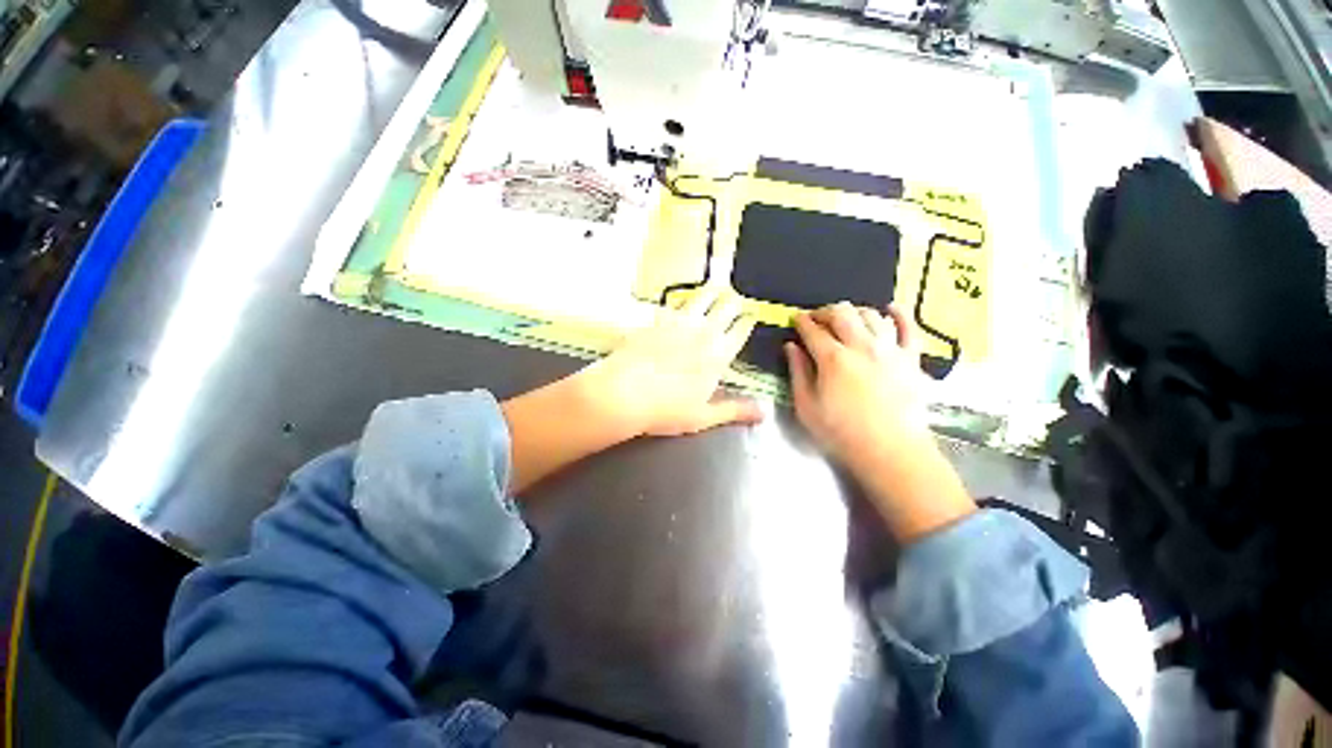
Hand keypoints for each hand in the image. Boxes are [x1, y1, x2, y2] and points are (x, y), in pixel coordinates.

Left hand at [588, 289, 762, 436]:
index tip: (751, 314)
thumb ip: (735, 410)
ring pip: (702, 296)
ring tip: (716, 289)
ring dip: (713, 292)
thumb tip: (764, 412)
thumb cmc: (666, 409)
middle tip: (736, 299)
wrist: (624, 393)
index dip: (748, 320)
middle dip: (734, 301)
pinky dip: (681, 301)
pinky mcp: (656, 319)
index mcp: (718, 354)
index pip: (741, 330)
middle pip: (726, 306)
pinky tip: (679, 302)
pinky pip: (674, 303)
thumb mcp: (703, 416)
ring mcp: (678, 322)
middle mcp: (702, 332)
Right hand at [786, 303, 974, 541]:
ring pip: (871, 315)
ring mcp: (890, 350)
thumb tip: (791, 347)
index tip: (795, 319)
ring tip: (845, 319)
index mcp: (832, 359)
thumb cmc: (841, 433)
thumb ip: (798, 372)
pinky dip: (899, 314)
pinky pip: (909, 327)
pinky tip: (889, 308)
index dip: (802, 321)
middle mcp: (861, 346)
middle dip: (824, 311)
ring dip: (854, 312)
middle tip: (816, 318)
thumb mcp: (806, 406)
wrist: (891, 452)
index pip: (813, 330)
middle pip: (842, 314)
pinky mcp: (911, 359)